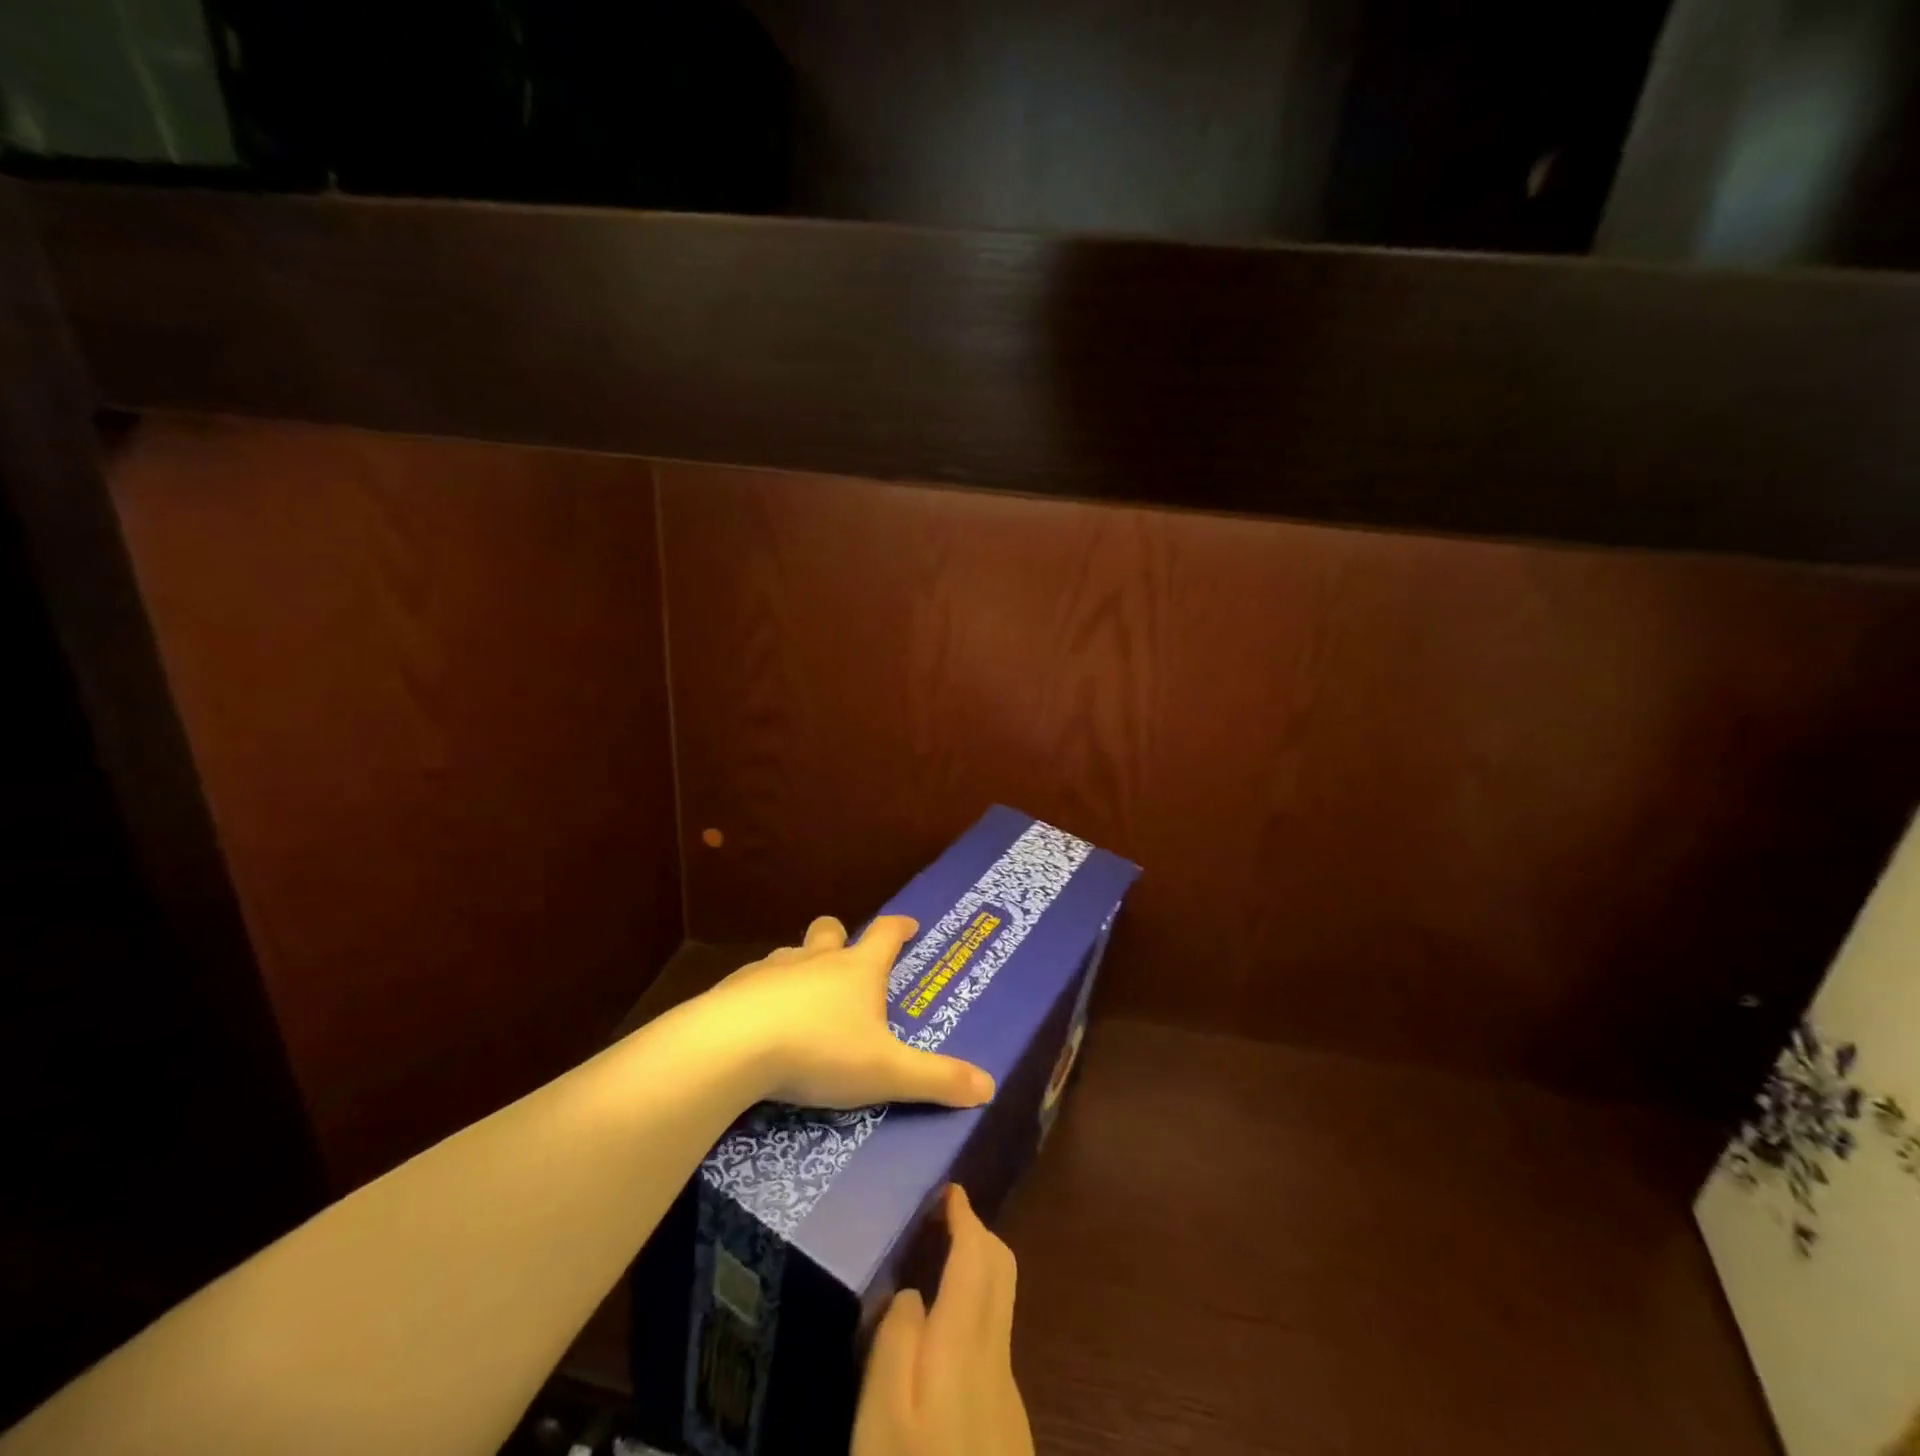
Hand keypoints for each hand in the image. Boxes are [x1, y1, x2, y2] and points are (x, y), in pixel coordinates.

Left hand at [703, 915, 994, 1110]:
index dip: (900, 927)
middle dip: (839, 937)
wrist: (733, 1047)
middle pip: (829, 931)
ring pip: (791, 955)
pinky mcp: (735, 989)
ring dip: (800, 967)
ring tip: (802, 998)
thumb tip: (989, 1087)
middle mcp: (816, 960)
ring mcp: (772, 971)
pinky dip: (763, 995)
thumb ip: (936, 1079)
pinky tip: (758, 1024)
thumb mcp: (886, 1071)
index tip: (909, 924)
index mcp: (857, 970)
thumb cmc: (820, 1050)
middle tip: (846, 957)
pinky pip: (755, 983)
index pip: (886, 935)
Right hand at [853, 1185, 1033, 1455]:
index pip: (977, 1252)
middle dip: (977, 1233)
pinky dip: (975, 1310)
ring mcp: (1009, 1386)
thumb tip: (910, 1294)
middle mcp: (997, 1351)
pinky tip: (942, 1337)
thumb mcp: (883, 1410)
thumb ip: (895, 1341)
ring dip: (977, 1270)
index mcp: (965, 1337)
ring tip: (936, 1270)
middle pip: (1002, 1268)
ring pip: (1000, 1302)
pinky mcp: (1009, 1419)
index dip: (965, 1214)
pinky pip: (994, 1338)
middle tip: (940, 1221)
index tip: (948, 1188)